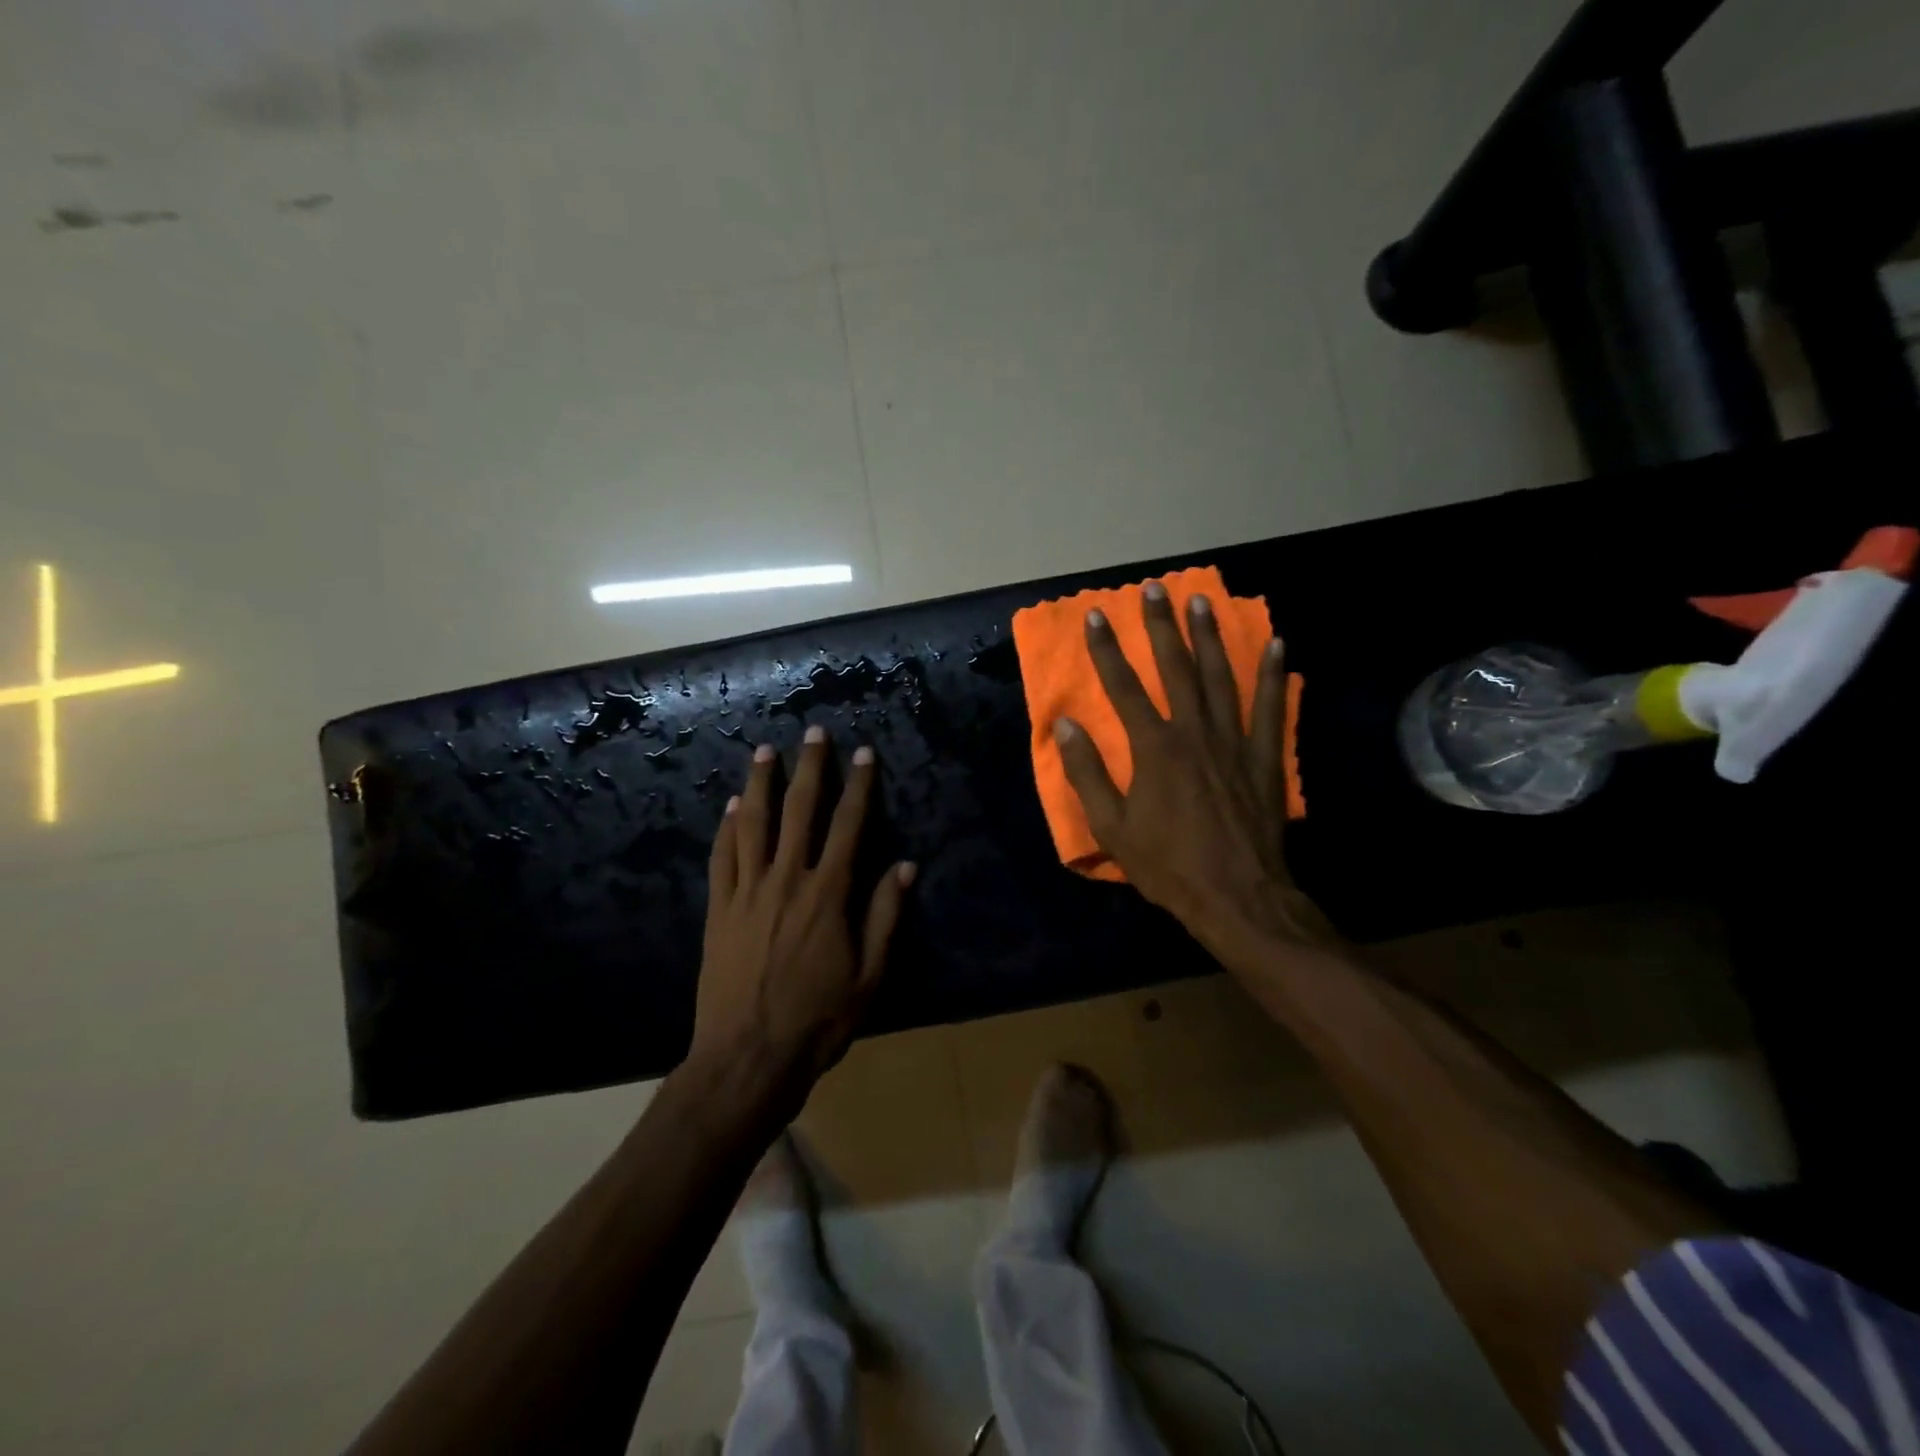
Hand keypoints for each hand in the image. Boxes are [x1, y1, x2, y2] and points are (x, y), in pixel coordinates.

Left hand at [691, 727, 914, 1111]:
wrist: (747, 1057)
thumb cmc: (818, 1020)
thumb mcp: (869, 974)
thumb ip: (885, 916)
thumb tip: (905, 866)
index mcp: (828, 895)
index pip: (848, 826)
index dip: (858, 786)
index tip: (863, 754)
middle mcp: (786, 880)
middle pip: (799, 811)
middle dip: (809, 768)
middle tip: (813, 733)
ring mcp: (747, 893)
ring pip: (754, 824)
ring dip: (761, 784)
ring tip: (765, 752)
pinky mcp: (719, 910)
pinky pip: (722, 857)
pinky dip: (728, 827)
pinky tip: (733, 807)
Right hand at [1055, 582, 1339, 963]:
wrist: (1236, 896)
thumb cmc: (1167, 864)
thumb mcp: (1111, 826)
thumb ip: (1087, 773)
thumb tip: (1065, 725)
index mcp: (1153, 748)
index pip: (1123, 687)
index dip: (1106, 650)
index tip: (1096, 617)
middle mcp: (1193, 732)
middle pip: (1174, 669)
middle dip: (1161, 627)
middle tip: (1154, 590)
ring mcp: (1233, 741)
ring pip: (1220, 677)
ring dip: (1209, 637)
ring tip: (1201, 602)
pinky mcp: (1263, 757)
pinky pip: (1270, 707)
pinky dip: (1272, 674)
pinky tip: (1275, 644)